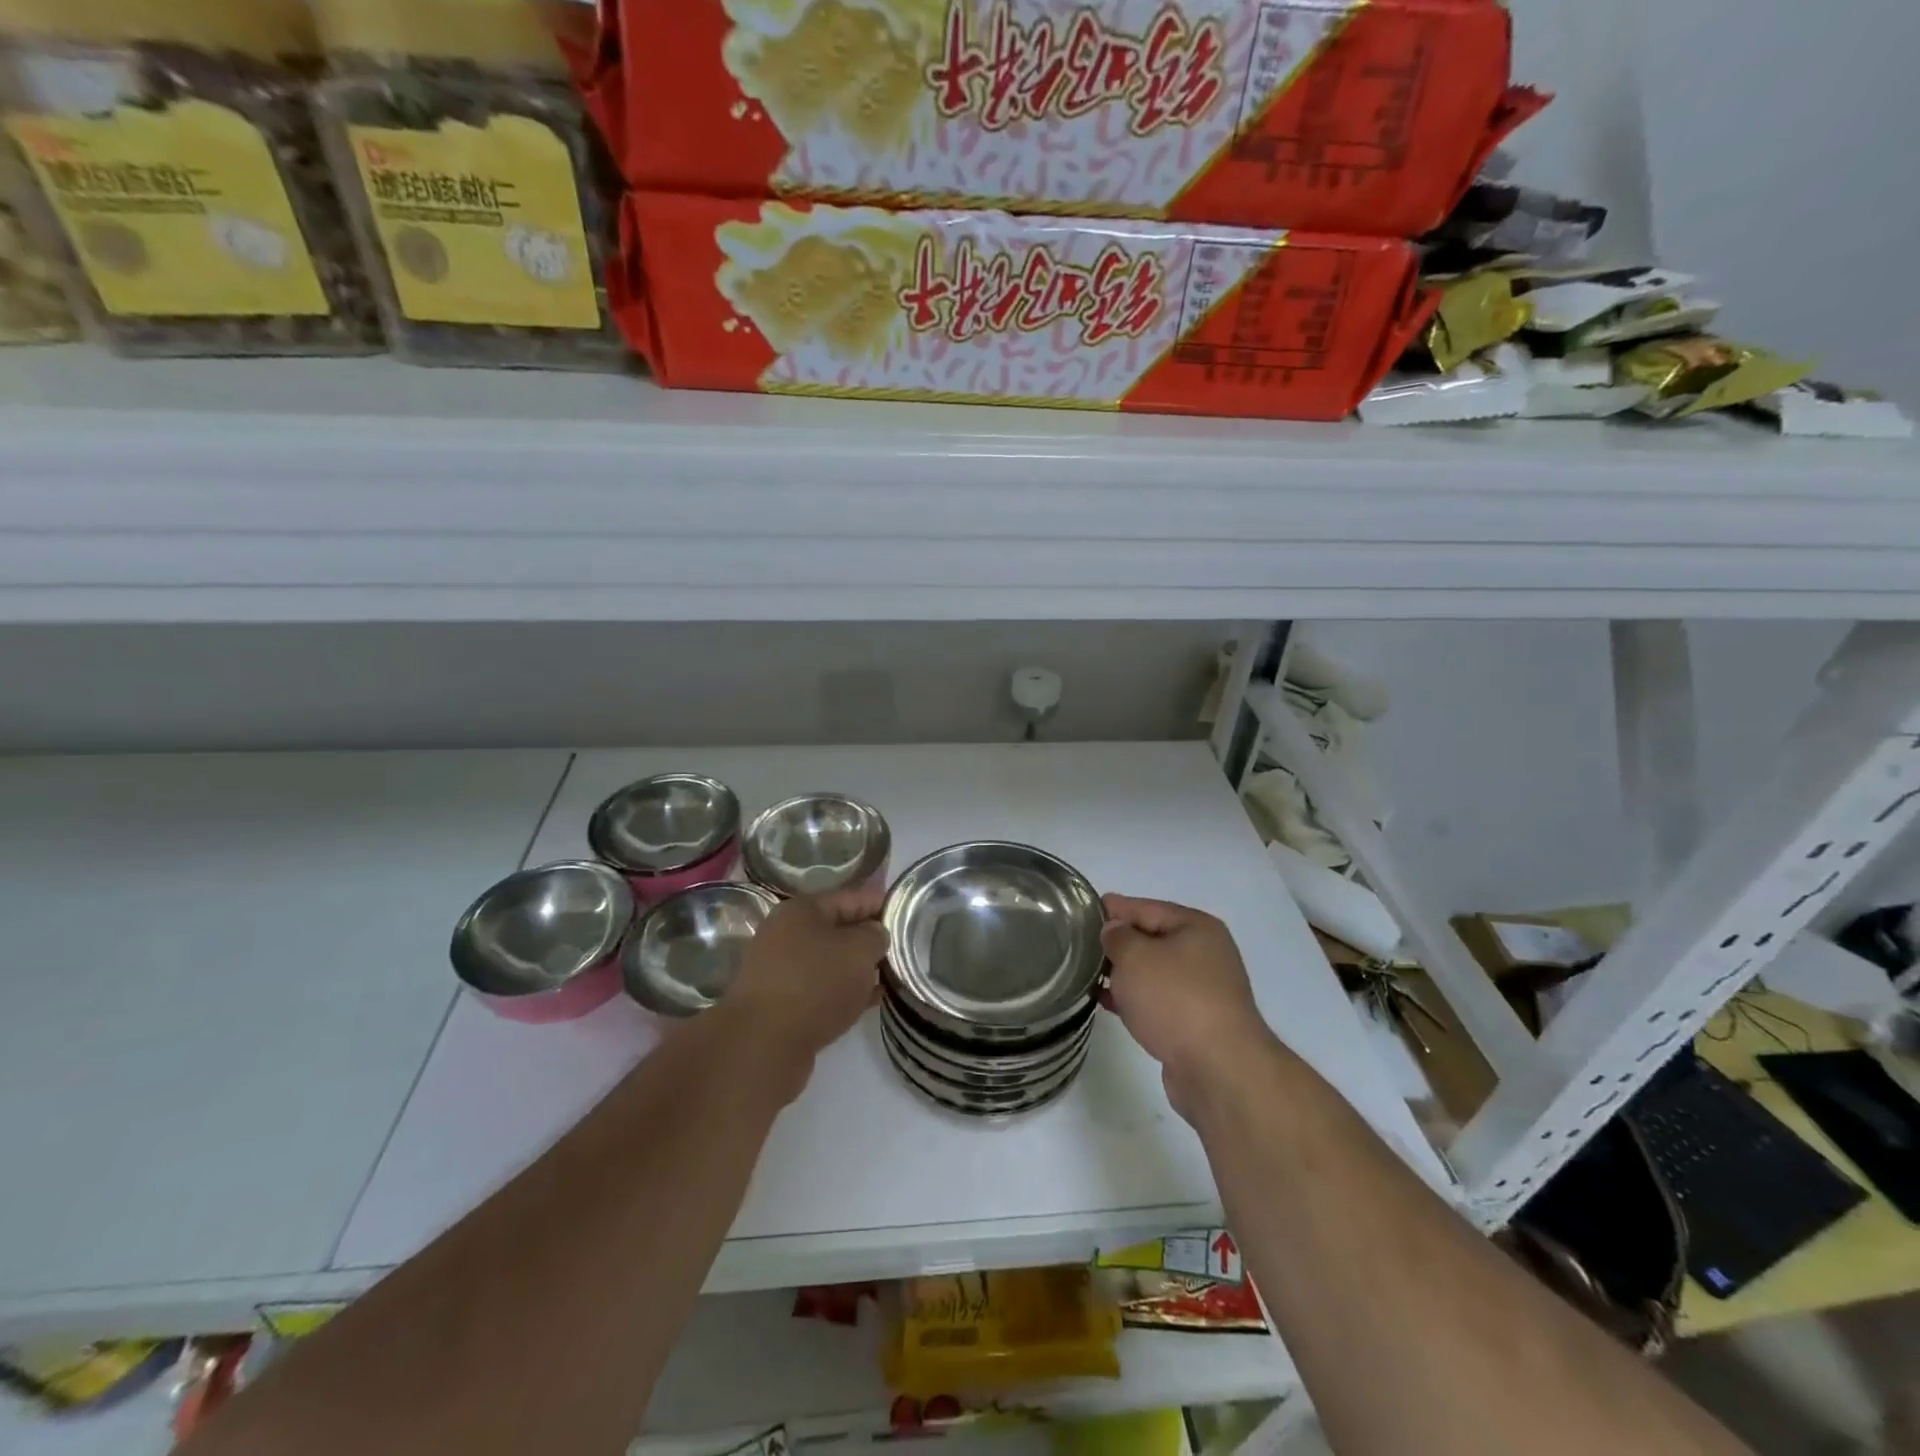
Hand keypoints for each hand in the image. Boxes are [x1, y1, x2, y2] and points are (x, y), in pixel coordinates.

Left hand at [722, 884, 884, 1068]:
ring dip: (858, 968)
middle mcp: (786, 935)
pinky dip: (845, 992)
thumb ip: (875, 936)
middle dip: (869, 939)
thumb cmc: (815, 984)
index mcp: (801, 910)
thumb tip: (875, 934)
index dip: (880, 903)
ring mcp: (781, 970)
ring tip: (891, 975)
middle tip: (902, 947)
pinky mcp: (782, 1004)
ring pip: (830, 962)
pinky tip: (870, 1001)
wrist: (763, 1045)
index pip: (850, 897)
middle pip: (838, 930)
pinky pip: (822, 989)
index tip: (906, 913)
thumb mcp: (858, 951)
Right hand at [1101, 894, 1274, 1118]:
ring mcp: (1203, 991)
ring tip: (1087, 974)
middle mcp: (1205, 955)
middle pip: (1152, 939)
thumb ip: (1117, 937)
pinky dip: (1134, 999)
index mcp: (1197, 928)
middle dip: (1118, 943)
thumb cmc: (1175, 999)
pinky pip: (1157, 1001)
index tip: (1084, 910)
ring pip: (1154, 973)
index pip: (1147, 908)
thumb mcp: (1136, 957)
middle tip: (1081, 944)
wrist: (1218, 1069)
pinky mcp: (1196, 1024)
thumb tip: (1114, 931)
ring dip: (1124, 974)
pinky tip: (1107, 1003)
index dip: (1114, 908)